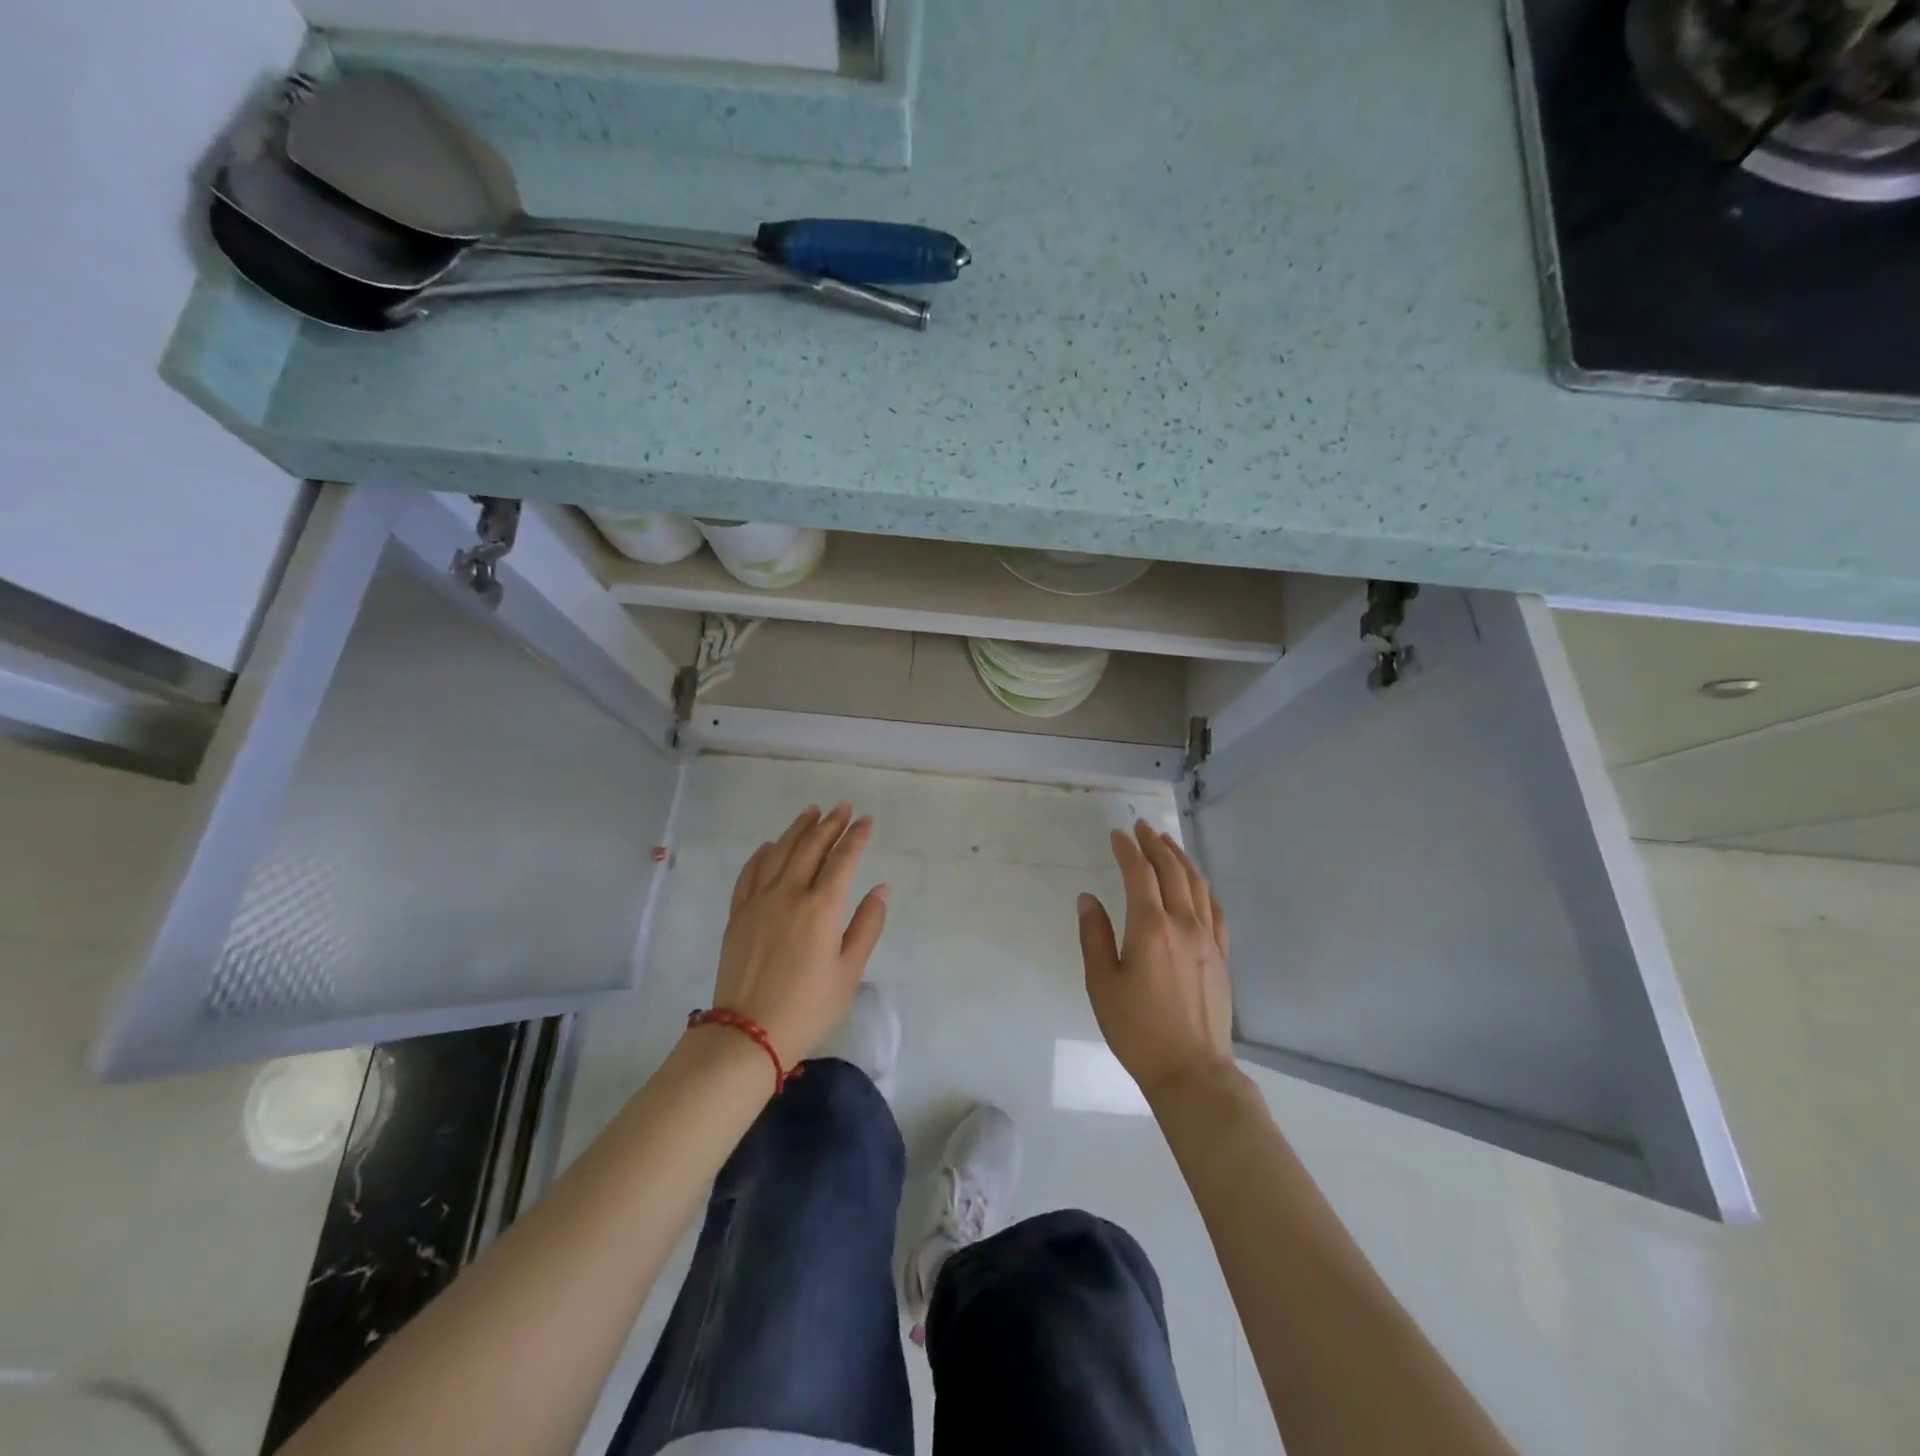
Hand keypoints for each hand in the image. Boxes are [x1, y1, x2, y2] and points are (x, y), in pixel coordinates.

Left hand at [708, 804, 889, 1066]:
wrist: (748, 1034)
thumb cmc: (808, 1008)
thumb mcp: (849, 972)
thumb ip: (867, 926)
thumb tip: (880, 889)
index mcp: (821, 907)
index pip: (843, 859)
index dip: (856, 837)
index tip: (866, 820)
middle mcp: (789, 894)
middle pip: (810, 847)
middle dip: (829, 824)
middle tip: (842, 808)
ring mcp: (759, 901)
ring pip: (779, 852)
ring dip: (797, 829)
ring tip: (811, 812)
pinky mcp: (738, 914)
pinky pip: (750, 872)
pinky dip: (763, 854)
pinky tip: (770, 845)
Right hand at [1078, 821, 1234, 1100]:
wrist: (1192, 1070)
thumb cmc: (1137, 1030)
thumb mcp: (1102, 984)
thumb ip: (1094, 936)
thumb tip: (1088, 898)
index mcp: (1150, 928)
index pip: (1140, 874)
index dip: (1128, 850)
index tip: (1117, 835)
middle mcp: (1183, 925)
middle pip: (1172, 871)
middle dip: (1156, 845)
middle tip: (1143, 827)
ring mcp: (1208, 939)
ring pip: (1198, 885)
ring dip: (1181, 859)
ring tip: (1168, 843)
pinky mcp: (1222, 956)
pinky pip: (1216, 910)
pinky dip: (1204, 888)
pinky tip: (1198, 884)